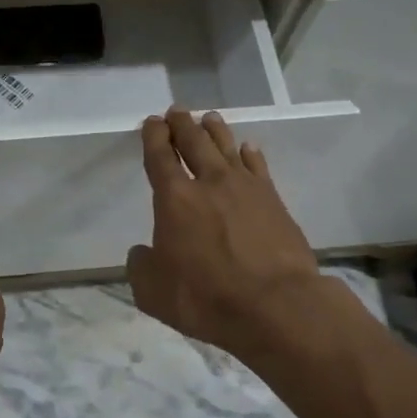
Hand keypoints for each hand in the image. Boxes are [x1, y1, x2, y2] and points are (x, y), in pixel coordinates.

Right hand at [127, 108, 323, 363]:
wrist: (276, 306)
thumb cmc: (206, 298)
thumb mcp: (153, 292)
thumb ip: (141, 266)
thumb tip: (142, 253)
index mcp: (174, 199)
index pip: (160, 157)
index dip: (154, 136)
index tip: (152, 122)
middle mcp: (209, 183)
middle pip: (194, 142)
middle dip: (182, 124)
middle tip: (177, 111)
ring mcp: (245, 188)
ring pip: (227, 147)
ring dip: (215, 130)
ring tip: (209, 118)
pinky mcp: (274, 200)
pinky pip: (258, 166)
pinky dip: (250, 154)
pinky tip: (247, 148)